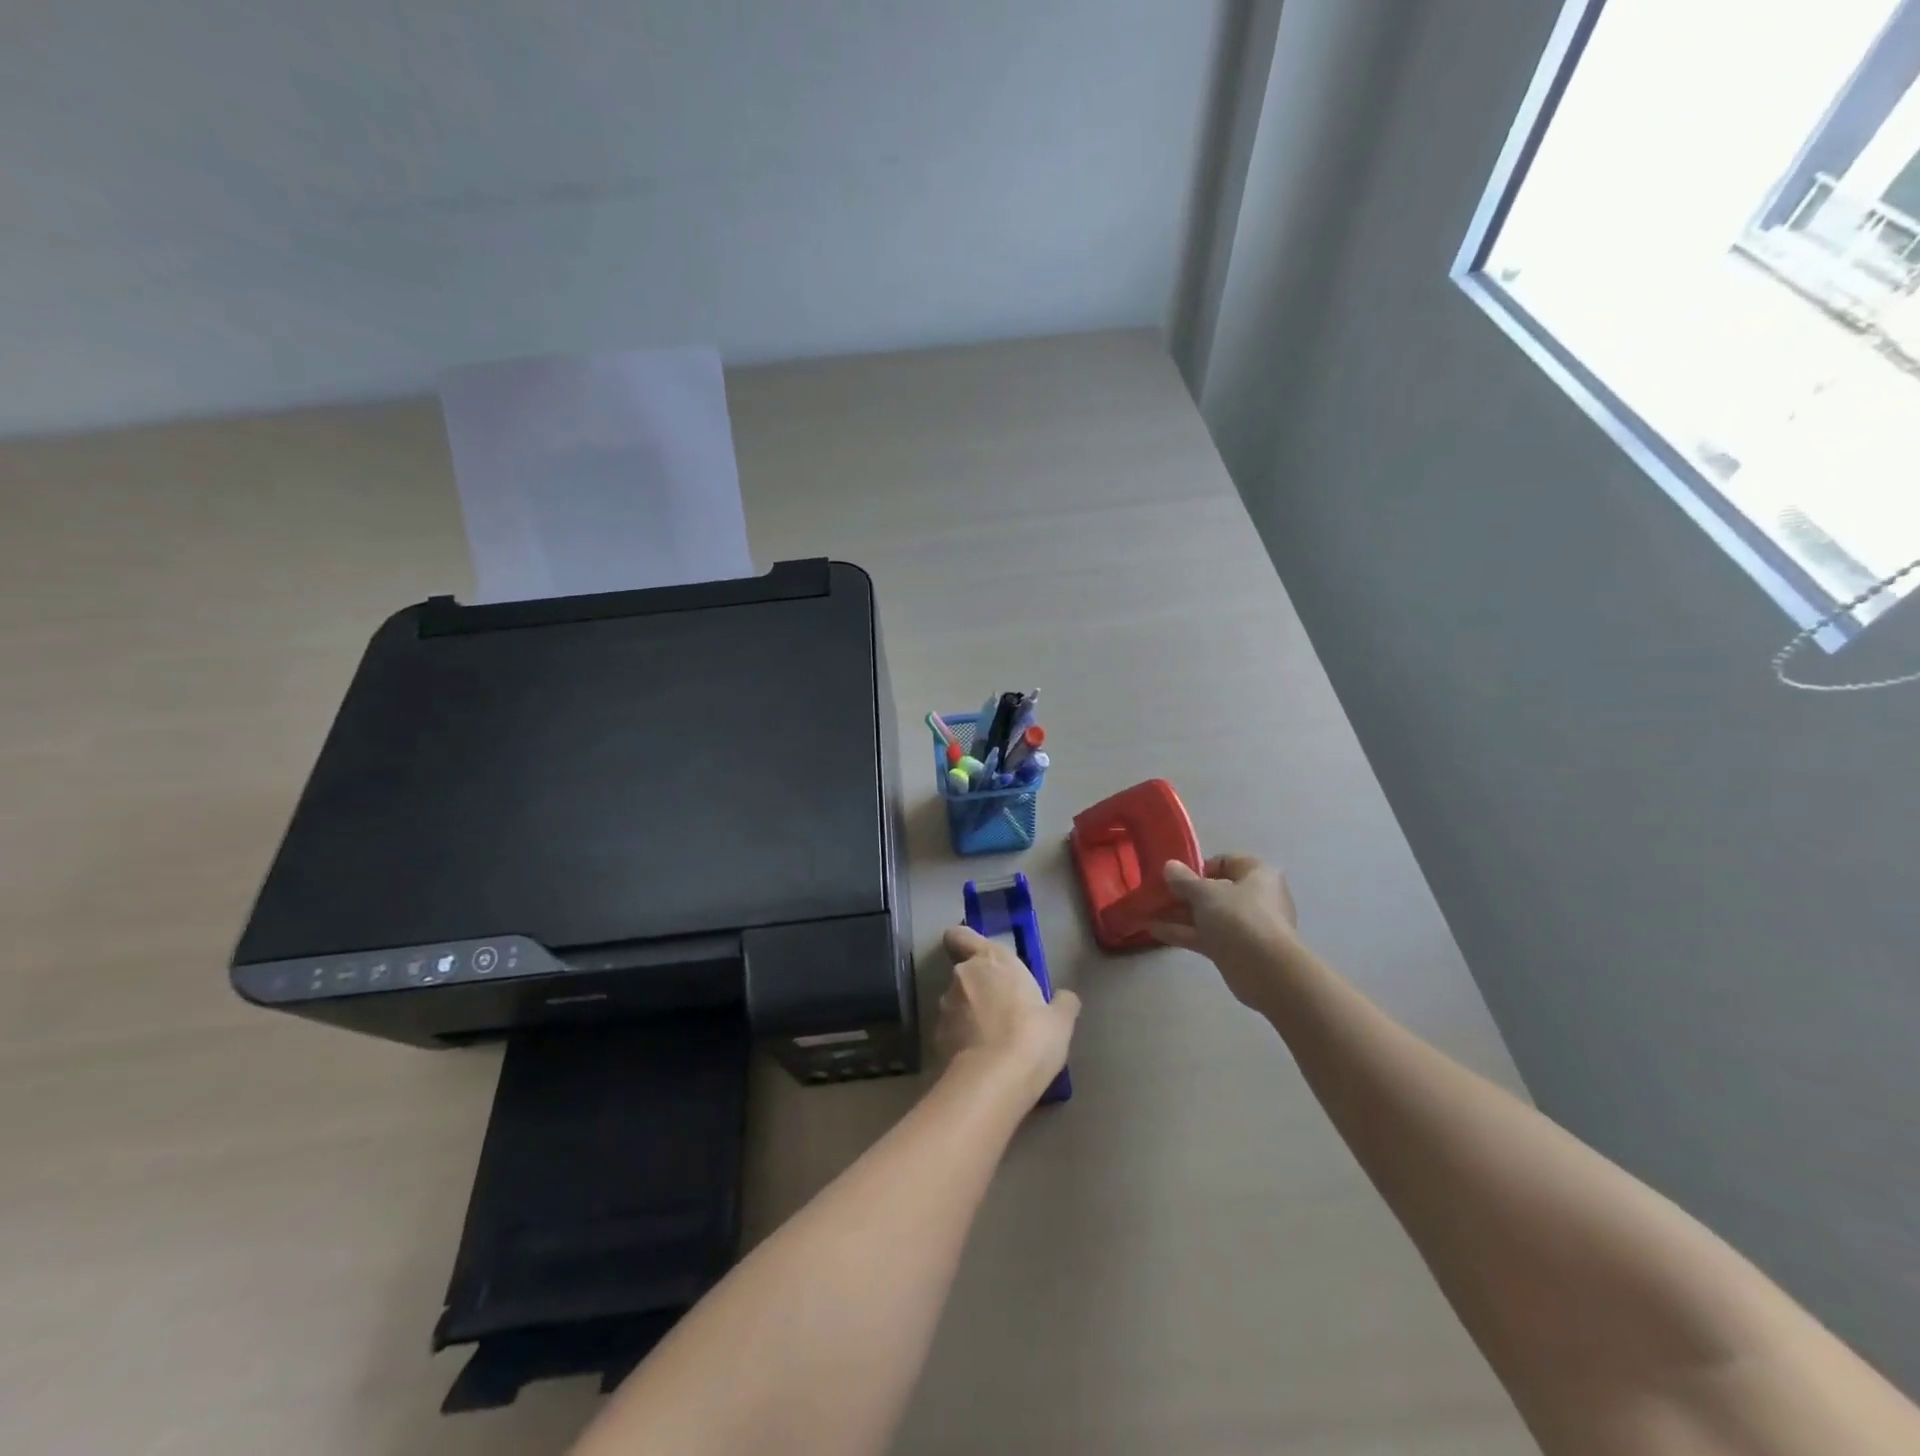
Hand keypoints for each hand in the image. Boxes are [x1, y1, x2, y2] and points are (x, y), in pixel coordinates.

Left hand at [937, 926, 1079, 1098]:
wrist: (993, 1081)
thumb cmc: (1031, 1037)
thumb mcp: (1060, 1022)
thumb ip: (1062, 1003)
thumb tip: (1065, 998)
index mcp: (991, 959)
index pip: (961, 935)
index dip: (966, 944)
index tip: (981, 959)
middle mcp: (963, 975)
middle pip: (964, 972)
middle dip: (978, 987)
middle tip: (1002, 1009)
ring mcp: (945, 1006)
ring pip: (956, 1002)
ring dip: (969, 1014)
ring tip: (992, 1040)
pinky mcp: (936, 1037)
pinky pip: (951, 1031)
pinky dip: (961, 1039)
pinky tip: (980, 1059)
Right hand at [1149, 855, 1300, 1007]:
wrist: (1266, 972)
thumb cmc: (1239, 918)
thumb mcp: (1205, 893)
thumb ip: (1183, 880)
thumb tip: (1169, 867)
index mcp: (1257, 874)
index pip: (1224, 862)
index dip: (1197, 867)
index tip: (1174, 877)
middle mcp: (1255, 897)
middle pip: (1213, 890)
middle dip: (1183, 894)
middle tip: (1155, 896)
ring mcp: (1245, 925)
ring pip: (1208, 915)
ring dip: (1179, 914)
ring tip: (1147, 913)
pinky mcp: (1236, 950)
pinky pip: (1206, 935)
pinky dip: (1184, 932)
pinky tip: (1154, 930)